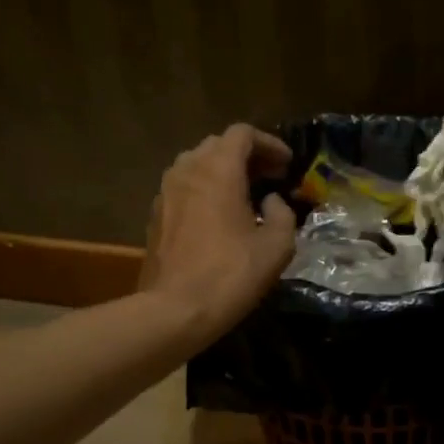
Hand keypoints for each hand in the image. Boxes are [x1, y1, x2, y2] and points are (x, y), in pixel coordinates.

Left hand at [140, 124, 296, 343]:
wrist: (175, 310)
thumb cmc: (231, 275)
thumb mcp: (277, 246)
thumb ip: (283, 215)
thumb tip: (272, 202)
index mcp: (218, 170)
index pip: (242, 134)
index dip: (269, 144)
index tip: (287, 164)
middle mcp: (187, 170)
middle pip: (217, 145)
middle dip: (247, 156)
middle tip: (270, 177)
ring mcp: (166, 192)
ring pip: (197, 165)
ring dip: (223, 172)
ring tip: (246, 194)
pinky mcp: (156, 215)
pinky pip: (184, 188)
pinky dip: (205, 190)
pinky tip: (220, 216)